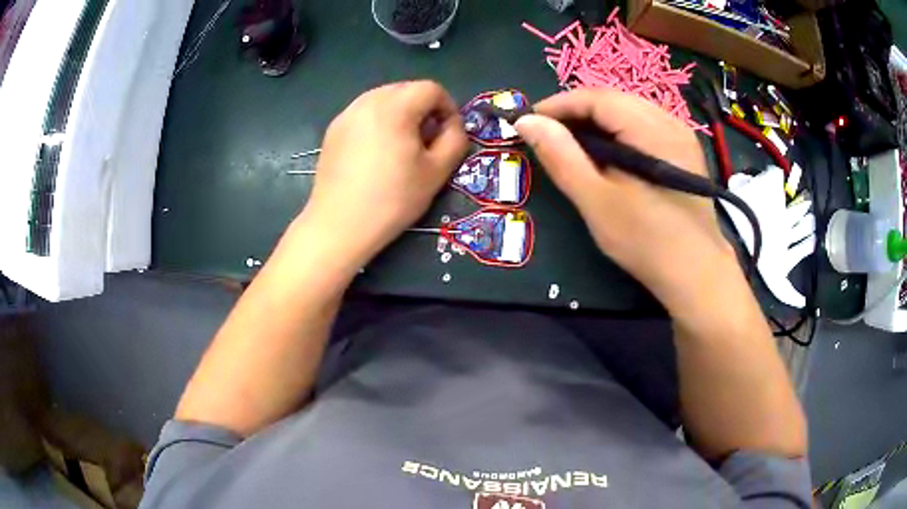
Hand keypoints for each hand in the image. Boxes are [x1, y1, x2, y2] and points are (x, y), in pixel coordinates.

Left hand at [298, 81, 467, 270]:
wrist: (339, 225)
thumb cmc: (392, 199)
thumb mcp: (437, 172)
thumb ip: (455, 139)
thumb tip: (452, 125)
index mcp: (395, 106)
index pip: (431, 89)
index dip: (448, 107)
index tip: (448, 133)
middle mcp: (367, 101)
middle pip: (406, 89)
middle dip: (423, 109)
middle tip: (426, 140)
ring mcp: (346, 115)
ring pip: (383, 99)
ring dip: (401, 114)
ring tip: (401, 146)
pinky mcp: (333, 130)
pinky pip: (364, 113)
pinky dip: (378, 122)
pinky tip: (376, 153)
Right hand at [514, 89, 736, 305]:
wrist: (696, 274)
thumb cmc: (646, 240)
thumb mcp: (596, 200)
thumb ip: (561, 156)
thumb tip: (526, 121)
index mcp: (650, 128)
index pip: (595, 98)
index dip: (558, 105)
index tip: (528, 122)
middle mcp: (669, 121)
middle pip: (613, 100)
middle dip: (576, 112)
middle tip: (548, 136)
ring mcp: (681, 135)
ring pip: (629, 110)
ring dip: (596, 121)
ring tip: (573, 144)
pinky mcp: (685, 151)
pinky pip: (644, 125)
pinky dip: (618, 131)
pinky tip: (609, 153)